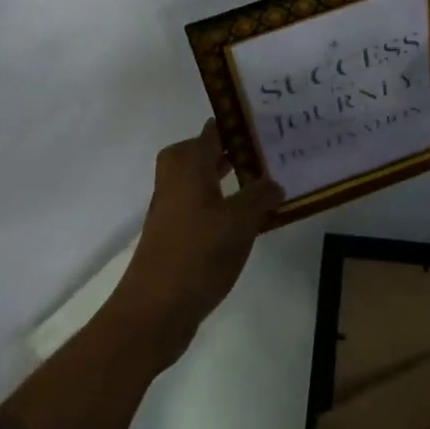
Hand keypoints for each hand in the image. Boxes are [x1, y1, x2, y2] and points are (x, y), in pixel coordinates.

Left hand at [113, 122, 283, 347]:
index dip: (233, 124)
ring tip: (258, 183)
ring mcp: (171, 211)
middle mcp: (174, 182)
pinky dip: (220, 206)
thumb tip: (274, 182)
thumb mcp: (240, 221)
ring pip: (199, 182)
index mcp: (188, 167)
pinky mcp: (174, 237)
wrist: (156, 309)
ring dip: (224, 179)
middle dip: (227, 150)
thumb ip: (260, 196)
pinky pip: (200, 208)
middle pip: (199, 154)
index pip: (210, 132)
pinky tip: (244, 222)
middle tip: (259, 151)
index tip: (260, 119)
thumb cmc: (199, 253)